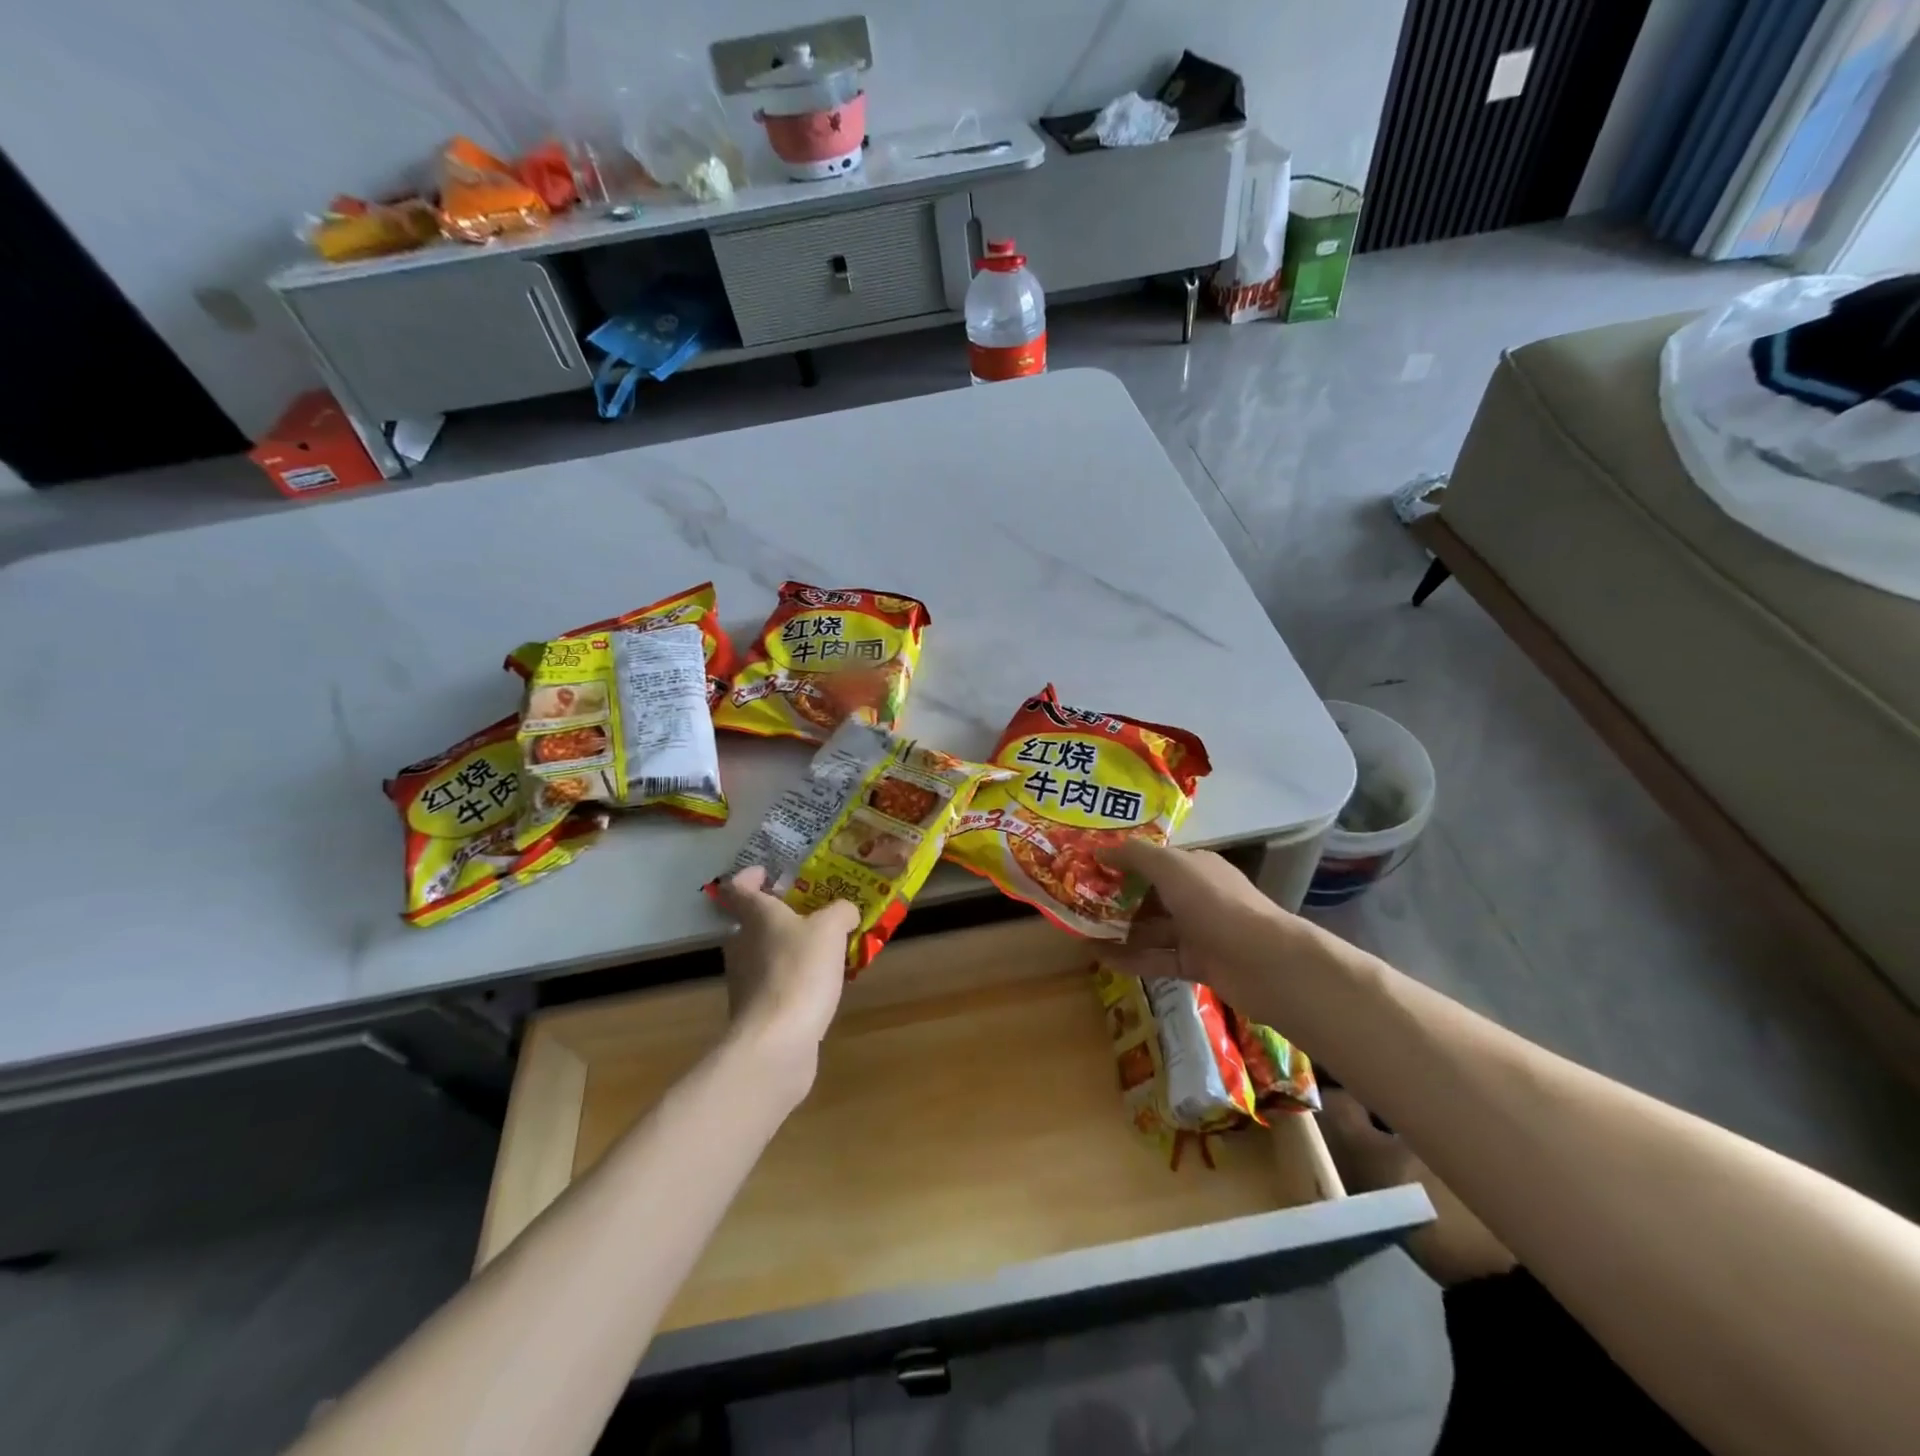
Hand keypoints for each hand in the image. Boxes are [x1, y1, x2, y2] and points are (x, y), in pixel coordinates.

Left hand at [712, 867, 860, 1091]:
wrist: (776, 1043)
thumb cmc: (800, 972)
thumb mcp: (831, 929)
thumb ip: (840, 912)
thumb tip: (845, 911)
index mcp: (755, 917)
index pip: (738, 887)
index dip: (750, 876)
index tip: (769, 873)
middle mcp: (742, 945)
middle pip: (752, 923)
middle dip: (779, 915)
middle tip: (813, 912)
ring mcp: (745, 981)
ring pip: (766, 954)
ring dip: (790, 949)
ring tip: (826, 949)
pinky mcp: (756, 1012)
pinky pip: (776, 985)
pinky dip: (794, 980)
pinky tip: (821, 985)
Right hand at [1100, 842, 1302, 1013]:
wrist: (1263, 962)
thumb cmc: (1214, 903)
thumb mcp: (1170, 867)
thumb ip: (1134, 855)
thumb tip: (1100, 849)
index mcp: (1195, 867)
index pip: (1153, 861)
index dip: (1121, 863)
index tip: (1087, 868)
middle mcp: (1197, 896)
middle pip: (1150, 896)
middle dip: (1115, 899)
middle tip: (1077, 903)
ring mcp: (1198, 932)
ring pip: (1151, 930)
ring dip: (1118, 931)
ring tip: (1080, 933)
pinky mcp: (1197, 965)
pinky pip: (1158, 959)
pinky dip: (1131, 959)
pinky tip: (1101, 958)